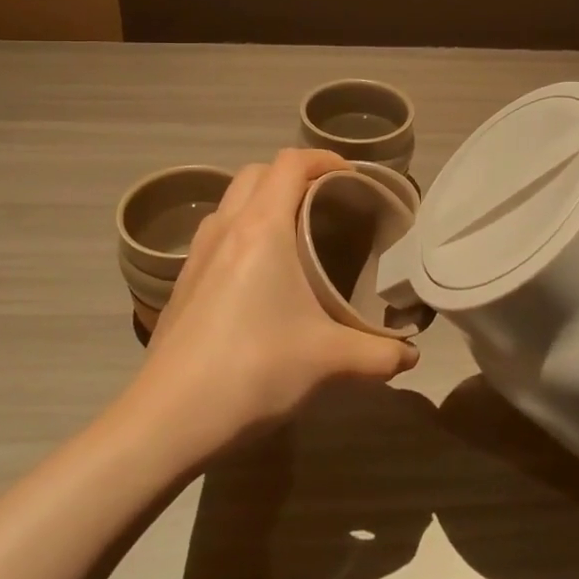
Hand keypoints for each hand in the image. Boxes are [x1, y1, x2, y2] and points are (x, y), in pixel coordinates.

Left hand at [136, 149, 419, 449]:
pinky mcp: (182, 282)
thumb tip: (411, 356)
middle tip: (326, 201)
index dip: (323, 159)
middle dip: (294, 175)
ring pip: (232, 200)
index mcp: (261, 228)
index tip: (352, 177)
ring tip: (295, 231)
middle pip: (258, 172)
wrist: (166, 420)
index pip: (290, 163)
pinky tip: (260, 274)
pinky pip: (217, 232)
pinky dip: (243, 229)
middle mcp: (226, 228)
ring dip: (263, 199)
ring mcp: (197, 254)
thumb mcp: (327, 361)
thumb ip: (378, 354)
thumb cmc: (252, 370)